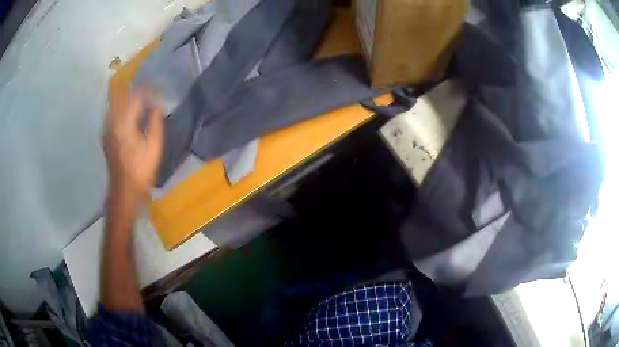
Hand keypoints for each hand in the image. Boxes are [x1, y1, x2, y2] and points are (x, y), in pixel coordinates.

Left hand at [102, 89, 163, 208]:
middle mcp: (113, 122)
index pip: (134, 97)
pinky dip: (120, 107)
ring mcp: (107, 130)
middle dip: (134, 89)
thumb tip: (157, 104)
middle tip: (146, 86)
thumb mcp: (154, 146)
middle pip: (122, 97)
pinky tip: (126, 110)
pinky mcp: (106, 136)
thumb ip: (155, 122)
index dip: (145, 88)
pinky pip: (112, 114)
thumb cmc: (141, 169)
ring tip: (137, 95)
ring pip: (115, 105)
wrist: (124, 191)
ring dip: (126, 97)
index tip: (154, 82)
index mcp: (124, 123)